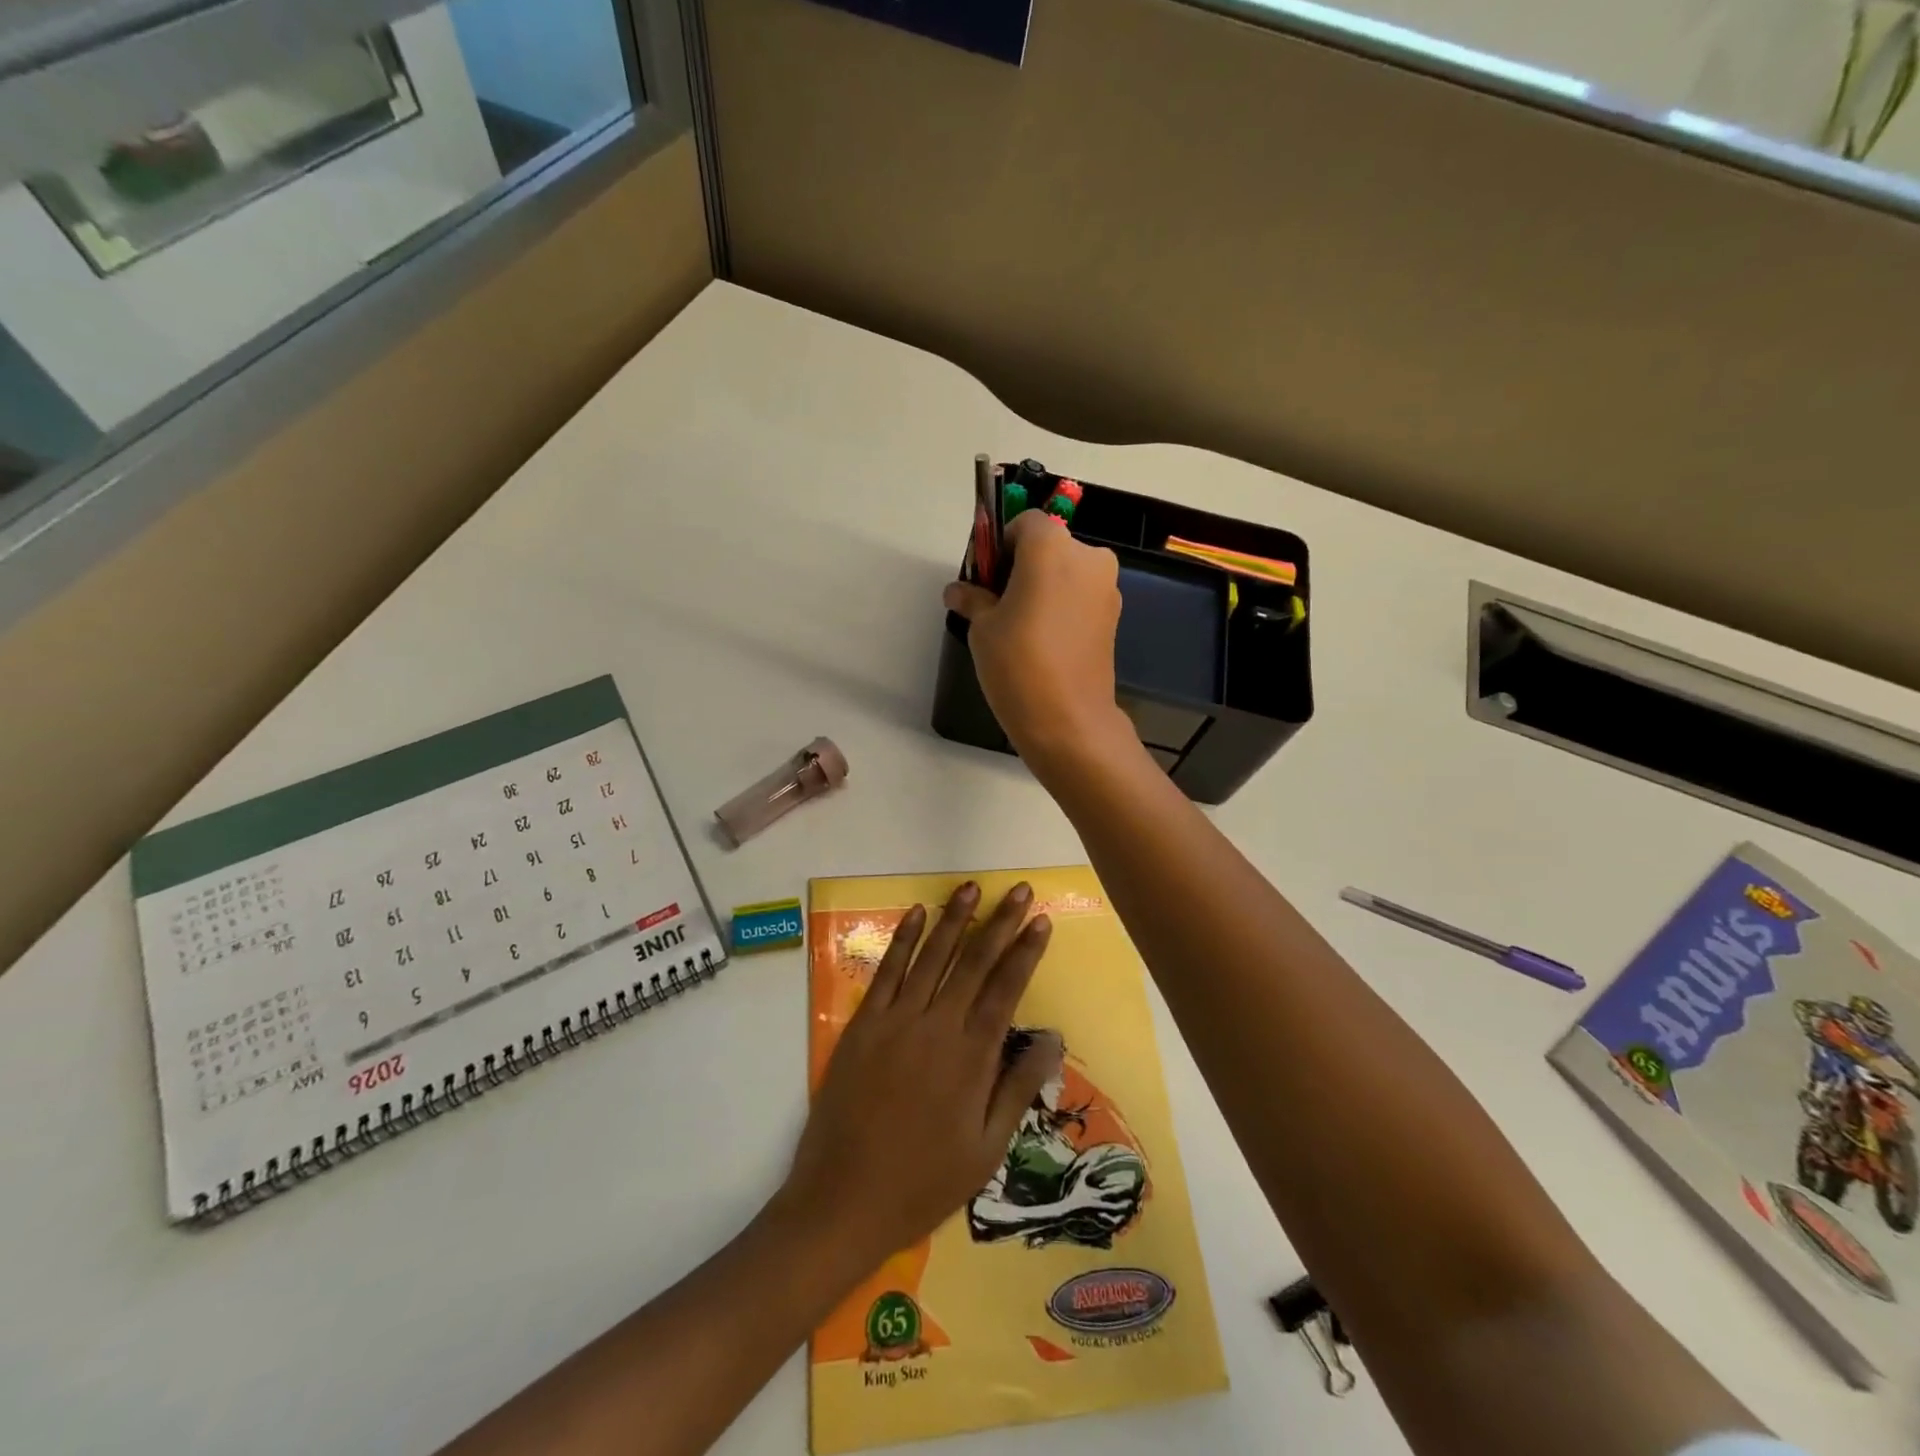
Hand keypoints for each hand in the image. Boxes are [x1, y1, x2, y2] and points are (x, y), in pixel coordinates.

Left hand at [782, 882, 1061, 1270]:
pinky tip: (916, 913)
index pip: (1005, 989)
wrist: (842, 1199)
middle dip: (999, 923)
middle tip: (1019, 890)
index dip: (1025, 952)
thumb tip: (1053, 1038)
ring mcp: (896, 1021)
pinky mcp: (863, 1024)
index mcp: (971, 1058)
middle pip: (974, 963)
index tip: (1041, 921)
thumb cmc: (922, 1181)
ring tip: (972, 888)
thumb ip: (1018, 1087)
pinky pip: (887, 971)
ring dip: (954, 919)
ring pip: (932, 957)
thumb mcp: (985, 1149)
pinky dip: (903, 939)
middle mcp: (936, 1027)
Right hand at [944, 511, 1132, 771]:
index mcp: (1052, 547)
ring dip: (1044, 587)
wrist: (1069, 720)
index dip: (1001, 544)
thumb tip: (958, 591)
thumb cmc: (1018, 663)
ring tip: (1021, 628)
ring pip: (1066, 572)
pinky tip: (1043, 641)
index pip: (1025, 523)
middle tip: (999, 604)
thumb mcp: (983, 627)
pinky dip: (1062, 606)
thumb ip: (973, 598)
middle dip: (1023, 566)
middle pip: (1049, 546)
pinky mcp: (1114, 616)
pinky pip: (1080, 597)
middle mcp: (1087, 557)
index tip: (986, 576)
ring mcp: (1106, 588)